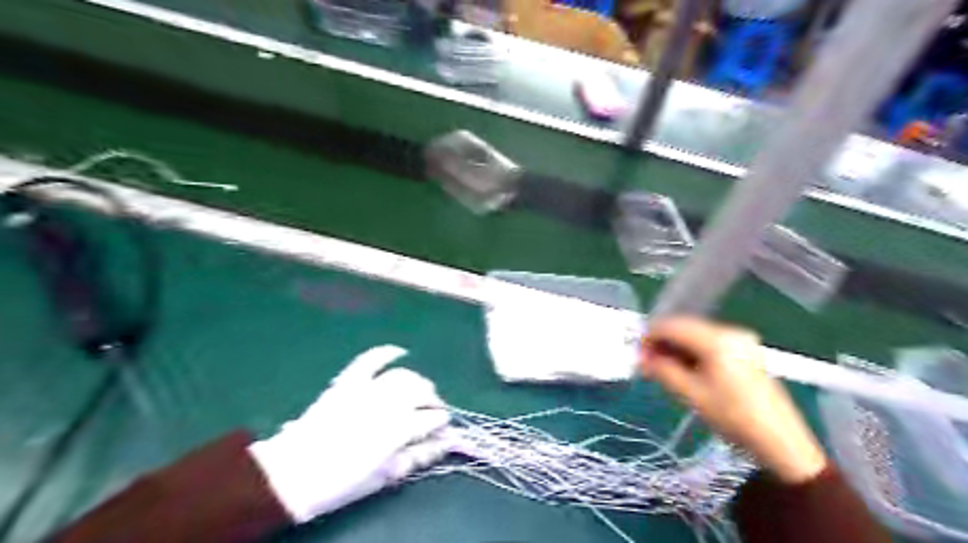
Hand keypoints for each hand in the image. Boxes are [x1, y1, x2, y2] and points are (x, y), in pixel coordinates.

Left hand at [247, 343, 450, 521]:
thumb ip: (418, 456)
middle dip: (433, 399)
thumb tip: (446, 443)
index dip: (441, 421)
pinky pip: (370, 359)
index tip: (443, 426)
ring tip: (418, 390)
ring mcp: (366, 389)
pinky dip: (385, 352)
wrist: (293, 473)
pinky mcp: (348, 381)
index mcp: (397, 430)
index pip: (431, 418)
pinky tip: (399, 352)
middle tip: (433, 409)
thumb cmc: (342, 480)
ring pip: (403, 375)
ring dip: (417, 380)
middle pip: (421, 391)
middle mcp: (386, 404)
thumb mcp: (385, 475)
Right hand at [641, 319, 822, 483]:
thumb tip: (641, 358)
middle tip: (646, 362)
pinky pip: (710, 343)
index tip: (637, 352)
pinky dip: (693, 352)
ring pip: (696, 335)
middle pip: (685, 327)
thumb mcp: (691, 394)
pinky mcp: (746, 350)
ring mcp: (741, 339)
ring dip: (677, 348)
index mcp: (717, 339)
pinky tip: (684, 368)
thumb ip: (662, 370)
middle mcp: (730, 331)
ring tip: (662, 368)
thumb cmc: (733, 417)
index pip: (673, 326)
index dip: (650, 336)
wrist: (781, 441)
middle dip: (663, 342)